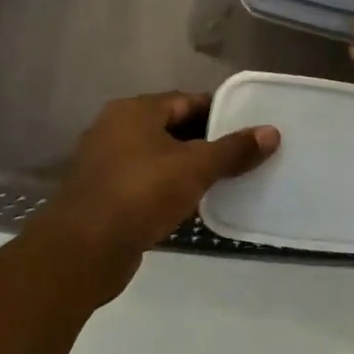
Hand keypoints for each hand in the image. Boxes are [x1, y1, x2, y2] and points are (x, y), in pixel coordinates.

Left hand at [30, 92, 278, 301]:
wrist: (81, 252)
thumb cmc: (140, 194)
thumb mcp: (196, 168)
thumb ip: (234, 150)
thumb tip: (272, 132)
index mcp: (135, 111)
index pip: (188, 101)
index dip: (220, 113)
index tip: (248, 128)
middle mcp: (115, 129)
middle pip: (173, 127)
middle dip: (207, 142)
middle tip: (242, 155)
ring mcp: (105, 163)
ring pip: (159, 157)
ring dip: (188, 168)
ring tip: (224, 181)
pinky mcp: (103, 195)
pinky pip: (146, 183)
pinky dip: (168, 189)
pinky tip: (193, 205)